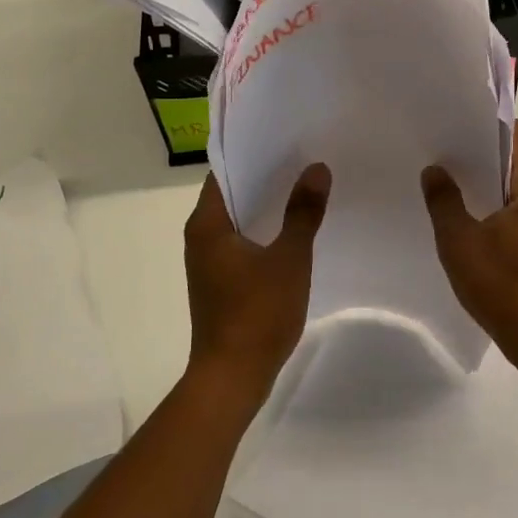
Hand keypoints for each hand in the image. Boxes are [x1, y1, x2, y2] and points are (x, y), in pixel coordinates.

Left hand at [183, 164, 331, 405]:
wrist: (232, 378)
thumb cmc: (257, 314)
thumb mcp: (289, 259)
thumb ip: (303, 212)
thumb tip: (317, 169)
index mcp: (207, 224)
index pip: (225, 171)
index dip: (253, 153)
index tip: (285, 139)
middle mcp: (200, 237)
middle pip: (232, 193)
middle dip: (266, 177)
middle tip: (304, 158)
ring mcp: (208, 261)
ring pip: (238, 220)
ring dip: (266, 205)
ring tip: (305, 187)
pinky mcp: (220, 282)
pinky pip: (242, 243)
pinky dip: (264, 231)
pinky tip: (294, 230)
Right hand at [422, 121, 517, 378]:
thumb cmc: (503, 286)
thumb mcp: (460, 242)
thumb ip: (444, 201)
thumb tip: (435, 170)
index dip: (493, 123)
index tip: (460, 127)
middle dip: (485, 154)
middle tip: (447, 156)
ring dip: (490, 185)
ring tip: (453, 188)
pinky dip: (498, 209)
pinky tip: (472, 225)